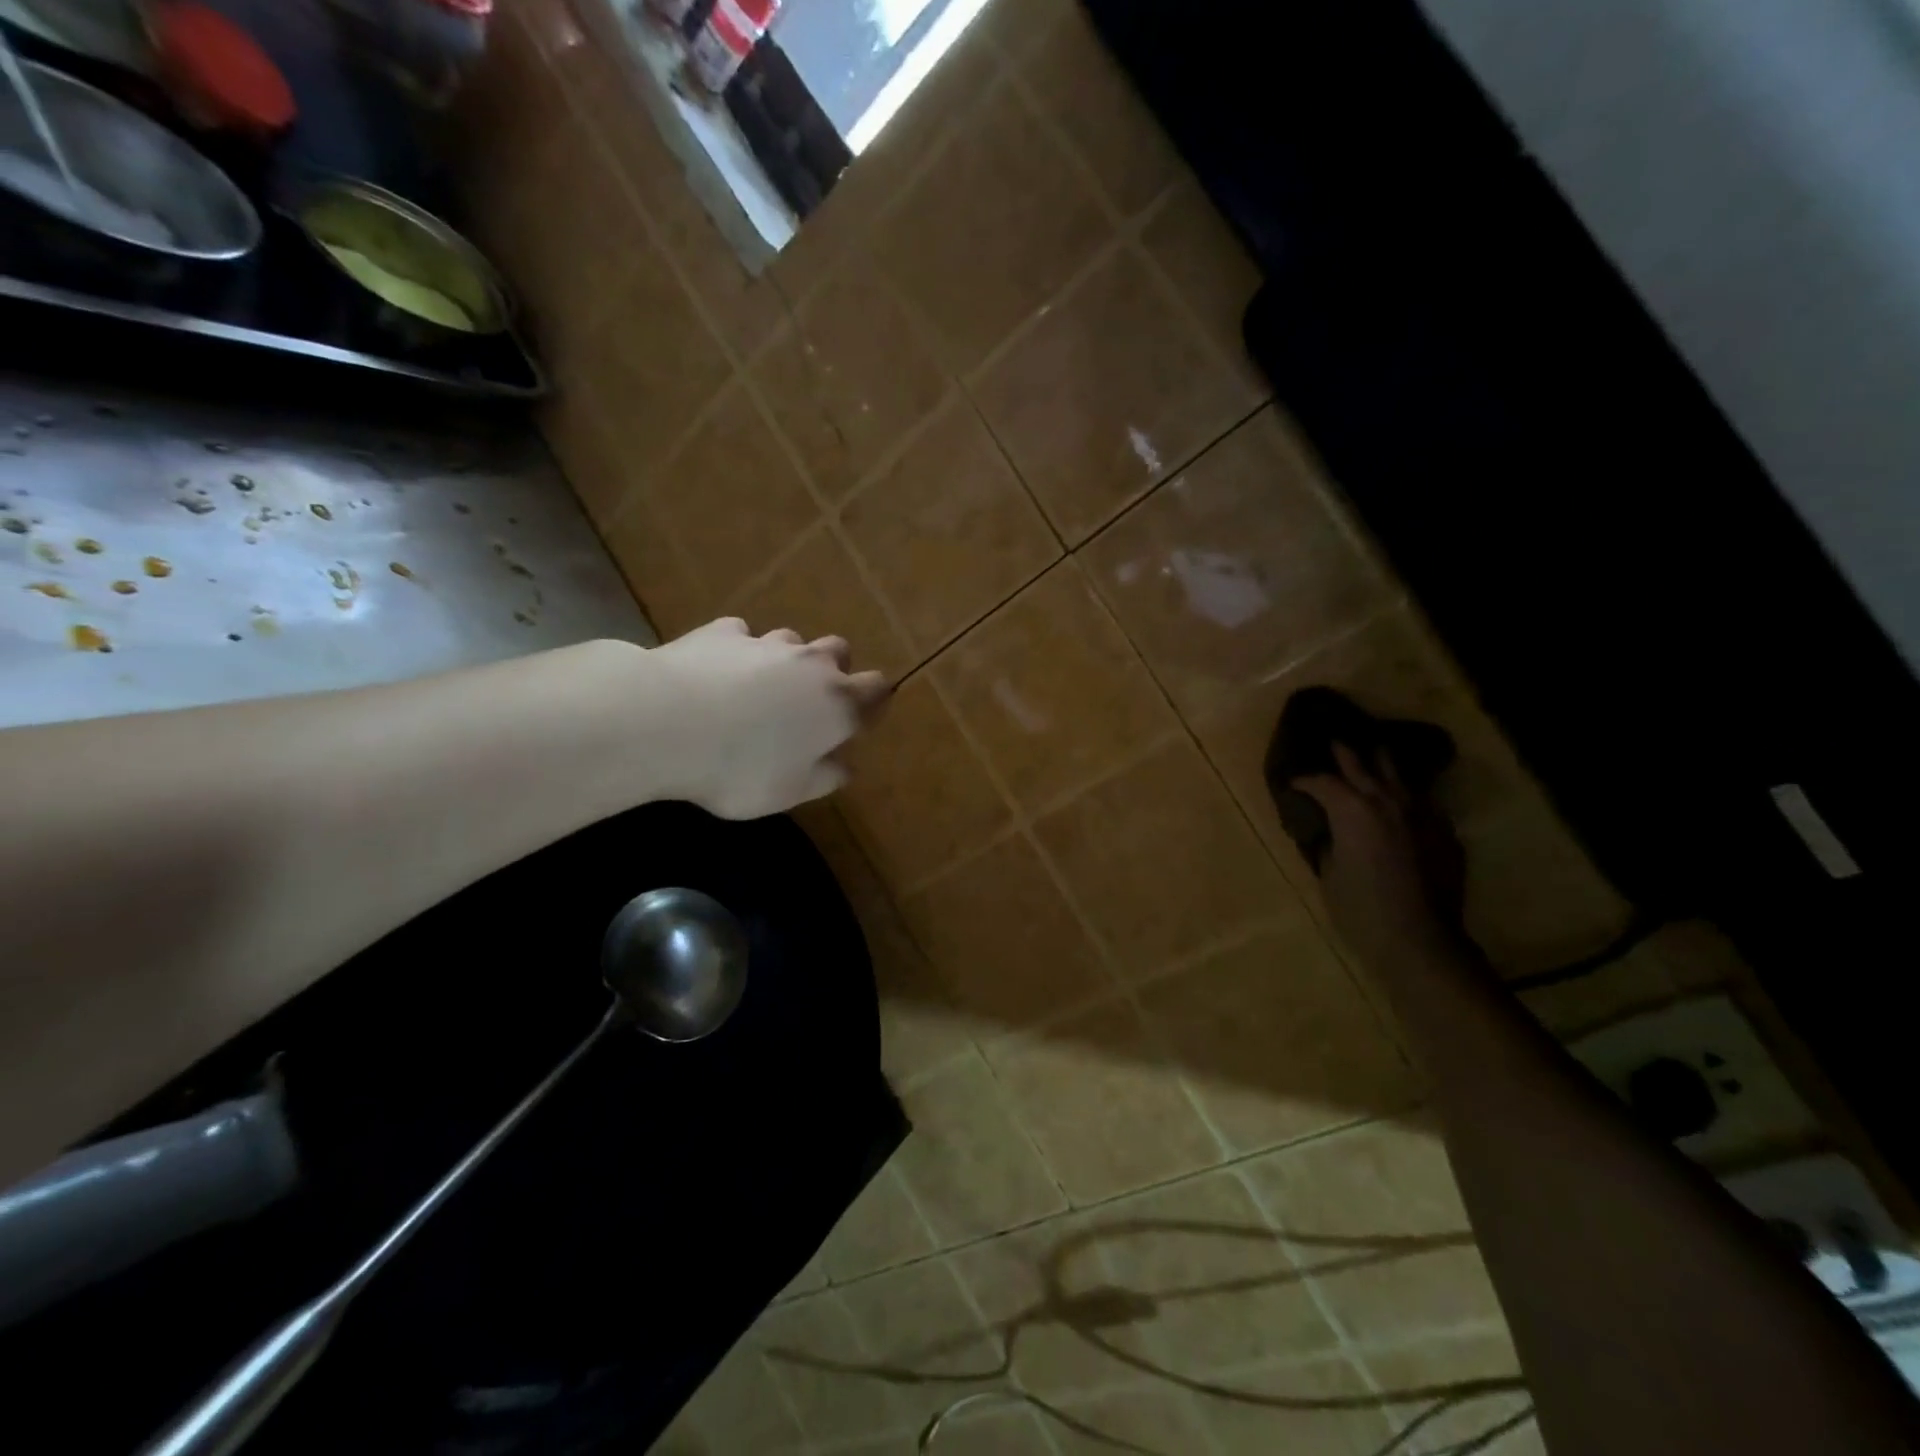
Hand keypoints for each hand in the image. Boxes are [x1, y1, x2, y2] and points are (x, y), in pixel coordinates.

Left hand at [639, 618, 889, 819]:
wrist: (664, 722)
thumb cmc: (738, 769)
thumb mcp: (788, 792)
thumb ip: (823, 778)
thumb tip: (844, 767)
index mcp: (837, 705)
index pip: (876, 689)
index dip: (873, 701)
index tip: (858, 719)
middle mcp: (810, 665)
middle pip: (840, 651)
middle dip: (834, 670)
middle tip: (810, 700)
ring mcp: (766, 643)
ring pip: (792, 640)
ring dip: (786, 659)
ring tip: (759, 687)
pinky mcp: (723, 633)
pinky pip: (741, 636)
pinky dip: (738, 651)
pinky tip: (717, 671)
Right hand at [1295, 743, 1471, 976]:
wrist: (1420, 940)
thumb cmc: (1360, 909)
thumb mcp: (1329, 874)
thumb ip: (1329, 843)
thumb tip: (1329, 831)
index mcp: (1352, 810)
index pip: (1322, 782)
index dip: (1304, 780)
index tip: (1292, 783)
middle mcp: (1387, 802)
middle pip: (1363, 765)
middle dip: (1345, 753)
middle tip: (1334, 741)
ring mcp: (1420, 814)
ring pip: (1399, 775)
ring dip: (1382, 763)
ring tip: (1374, 752)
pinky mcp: (1443, 832)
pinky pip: (1422, 802)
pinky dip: (1407, 794)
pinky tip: (1404, 798)